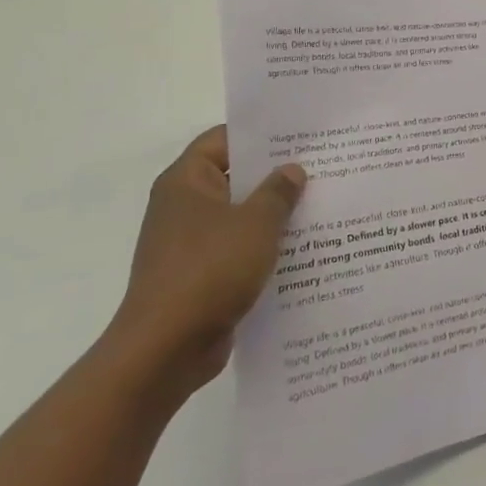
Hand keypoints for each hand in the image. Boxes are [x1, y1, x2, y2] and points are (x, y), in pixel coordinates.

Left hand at [107, 127, 305, 397]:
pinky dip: (264, 248)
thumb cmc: (209, 271)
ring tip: (319, 206)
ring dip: (273, 215)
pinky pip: (237, 250)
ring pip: (239, 216)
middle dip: (275, 175)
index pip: (223, 139)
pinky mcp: (199, 276)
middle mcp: (183, 207)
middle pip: (234, 177)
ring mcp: (189, 243)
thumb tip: (292, 170)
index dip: (260, 135)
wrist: (165, 350)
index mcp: (186, 182)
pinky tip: (301, 250)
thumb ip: (278, 192)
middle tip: (321, 167)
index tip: (299, 135)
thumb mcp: (256, 223)